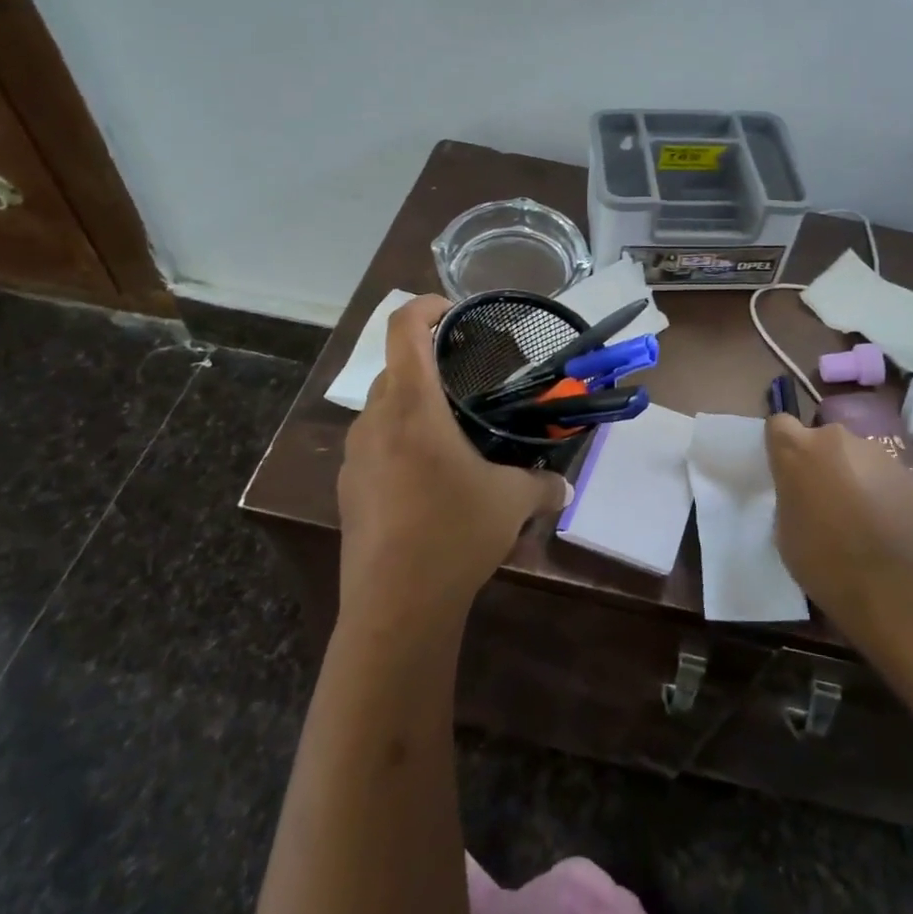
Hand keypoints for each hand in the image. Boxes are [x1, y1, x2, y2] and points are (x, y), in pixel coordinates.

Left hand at [337, 294, 568, 632]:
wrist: (395, 607)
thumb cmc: (453, 533)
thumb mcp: (510, 502)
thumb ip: (542, 484)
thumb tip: (565, 488)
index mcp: (411, 405)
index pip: (404, 328)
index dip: (427, 306)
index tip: (455, 311)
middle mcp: (375, 420)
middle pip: (394, 368)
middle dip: (428, 364)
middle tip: (467, 380)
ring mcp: (354, 456)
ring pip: (382, 408)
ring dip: (413, 405)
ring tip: (451, 431)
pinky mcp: (347, 490)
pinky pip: (374, 446)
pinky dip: (399, 442)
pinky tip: (428, 478)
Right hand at [764, 413, 912, 640]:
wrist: (895, 587)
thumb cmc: (825, 562)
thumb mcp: (785, 531)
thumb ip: (790, 497)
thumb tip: (803, 493)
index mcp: (797, 450)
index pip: (778, 424)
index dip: (781, 446)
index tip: (785, 471)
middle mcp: (836, 438)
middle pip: (821, 439)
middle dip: (820, 461)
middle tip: (824, 498)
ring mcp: (877, 452)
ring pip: (855, 455)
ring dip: (852, 474)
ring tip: (860, 514)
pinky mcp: (908, 472)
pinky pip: (883, 474)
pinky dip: (880, 490)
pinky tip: (885, 524)